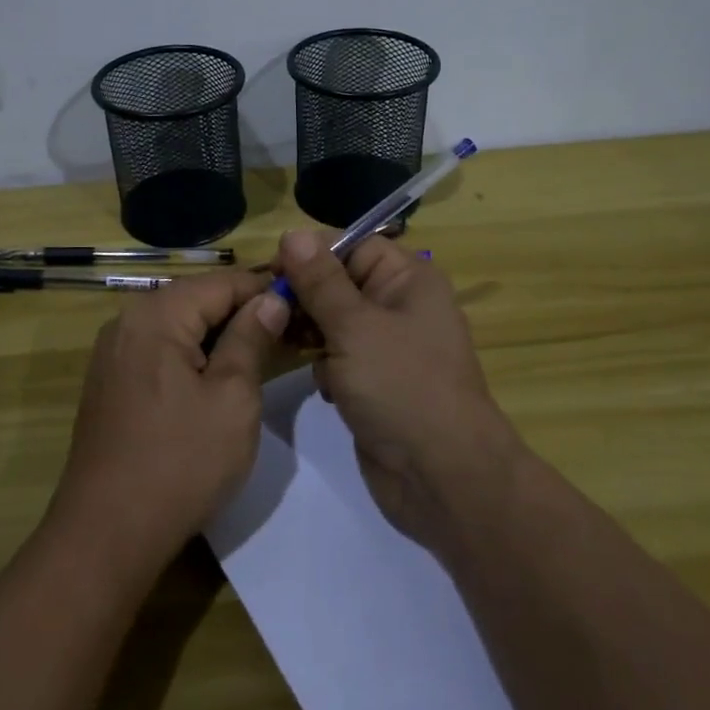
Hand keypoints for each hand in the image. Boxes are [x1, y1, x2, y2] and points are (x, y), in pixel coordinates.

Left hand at [49, 269, 288, 575]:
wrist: (107, 532)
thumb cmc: (181, 462)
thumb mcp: (232, 397)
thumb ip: (251, 339)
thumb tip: (271, 299)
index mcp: (156, 315)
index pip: (221, 283)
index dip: (265, 290)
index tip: (304, 306)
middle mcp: (127, 322)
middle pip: (197, 300)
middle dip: (243, 313)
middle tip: (289, 334)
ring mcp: (113, 353)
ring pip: (179, 326)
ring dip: (220, 336)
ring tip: (262, 357)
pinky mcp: (110, 382)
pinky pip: (160, 351)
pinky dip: (193, 357)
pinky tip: (219, 380)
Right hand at [276, 229, 523, 548]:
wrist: (442, 477)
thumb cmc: (401, 386)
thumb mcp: (355, 326)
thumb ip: (320, 280)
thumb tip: (292, 233)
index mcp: (407, 279)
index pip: (351, 245)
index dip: (310, 253)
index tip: (270, 270)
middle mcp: (399, 305)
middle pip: (338, 282)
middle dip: (304, 295)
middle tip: (267, 312)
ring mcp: (387, 347)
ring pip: (333, 321)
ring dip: (309, 332)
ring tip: (284, 345)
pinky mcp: (375, 382)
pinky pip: (338, 357)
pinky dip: (324, 366)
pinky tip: (322, 386)